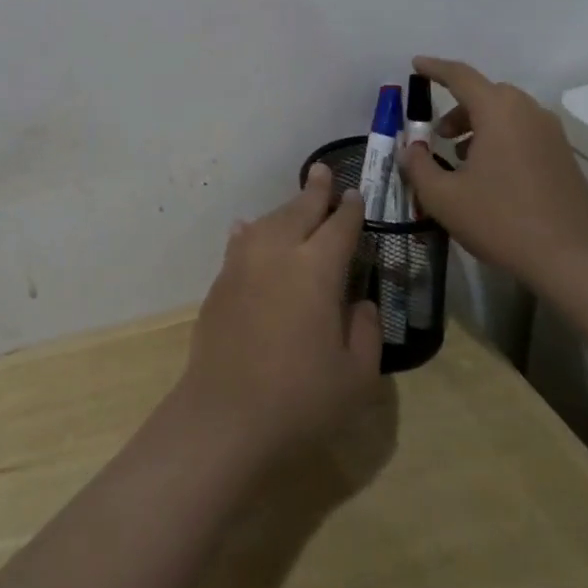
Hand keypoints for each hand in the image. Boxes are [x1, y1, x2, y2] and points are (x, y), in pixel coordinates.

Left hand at [176, 165, 381, 462]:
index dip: (350, 210)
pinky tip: (248, 229)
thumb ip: (365, 331)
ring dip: (285, 210)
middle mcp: (278, 252)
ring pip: (268, 221)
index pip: (339, 227)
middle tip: (323, 173)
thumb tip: (360, 302)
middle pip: (299, 211)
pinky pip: (241, 242)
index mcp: (317, 269)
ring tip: (296, 205)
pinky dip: (251, 231)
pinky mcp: (221, 281)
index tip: (356, 195)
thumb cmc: (301, 399)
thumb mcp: (356, 375)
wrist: (226, 415)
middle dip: (315, 191)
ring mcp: (244, 263)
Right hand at [398, 56, 587, 288]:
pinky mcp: (565, 158)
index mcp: (498, 111)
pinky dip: (501, 139)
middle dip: (457, 106)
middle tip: (436, 133)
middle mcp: (528, 113)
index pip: (460, 76)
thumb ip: (417, 166)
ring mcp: (552, 135)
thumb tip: (409, 148)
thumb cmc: (501, 220)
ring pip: (507, 114)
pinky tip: (490, 174)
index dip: (435, 68)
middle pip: (486, 94)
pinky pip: (525, 132)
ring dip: (480, 124)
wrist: (573, 261)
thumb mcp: (443, 197)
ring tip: (461, 156)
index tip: (416, 65)